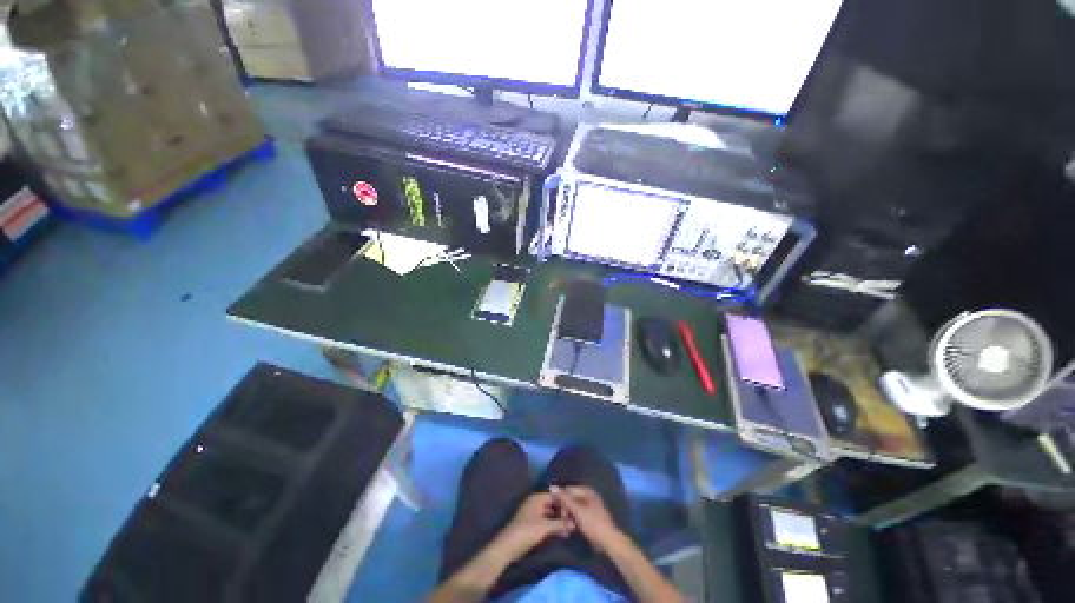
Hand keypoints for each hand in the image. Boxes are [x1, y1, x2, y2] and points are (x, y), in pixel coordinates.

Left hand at [493, 492, 572, 561]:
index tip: (575, 509)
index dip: (565, 502)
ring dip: (559, 520)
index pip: (554, 495)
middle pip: (552, 504)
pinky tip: (562, 532)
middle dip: (563, 512)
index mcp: (537, 498)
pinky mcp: (532, 524)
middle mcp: (535, 502)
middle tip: (575, 520)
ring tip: (571, 528)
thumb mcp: (545, 527)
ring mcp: (533, 513)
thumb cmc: (527, 531)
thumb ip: (560, 523)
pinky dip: (553, 525)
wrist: (509, 546)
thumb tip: (574, 523)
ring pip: (550, 513)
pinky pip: (546, 521)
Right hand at [550, 485, 623, 552]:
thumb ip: (564, 498)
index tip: (554, 511)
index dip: (560, 499)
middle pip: (570, 498)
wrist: (608, 542)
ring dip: (568, 516)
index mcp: (586, 490)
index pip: (567, 490)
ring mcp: (589, 506)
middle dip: (564, 509)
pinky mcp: (590, 517)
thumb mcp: (577, 510)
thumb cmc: (592, 523)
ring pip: (573, 508)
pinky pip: (577, 515)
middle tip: (562, 520)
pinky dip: (573, 520)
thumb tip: (551, 486)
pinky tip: (571, 528)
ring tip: (566, 526)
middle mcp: (588, 495)